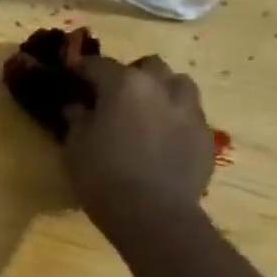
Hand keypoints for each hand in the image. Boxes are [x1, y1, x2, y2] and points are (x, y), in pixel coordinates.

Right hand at [60, 54, 213, 241]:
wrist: (153, 212)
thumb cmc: (102, 176)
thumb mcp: (75, 146)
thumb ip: (77, 118)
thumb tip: (76, 105)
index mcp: (124, 85)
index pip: (97, 64)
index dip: (81, 69)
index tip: (71, 75)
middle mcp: (161, 87)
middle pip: (146, 66)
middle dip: (129, 75)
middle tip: (112, 96)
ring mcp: (189, 109)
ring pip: (176, 83)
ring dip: (159, 90)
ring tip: (144, 112)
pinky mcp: (205, 133)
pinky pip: (188, 113)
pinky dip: (172, 117)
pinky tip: (160, 139)